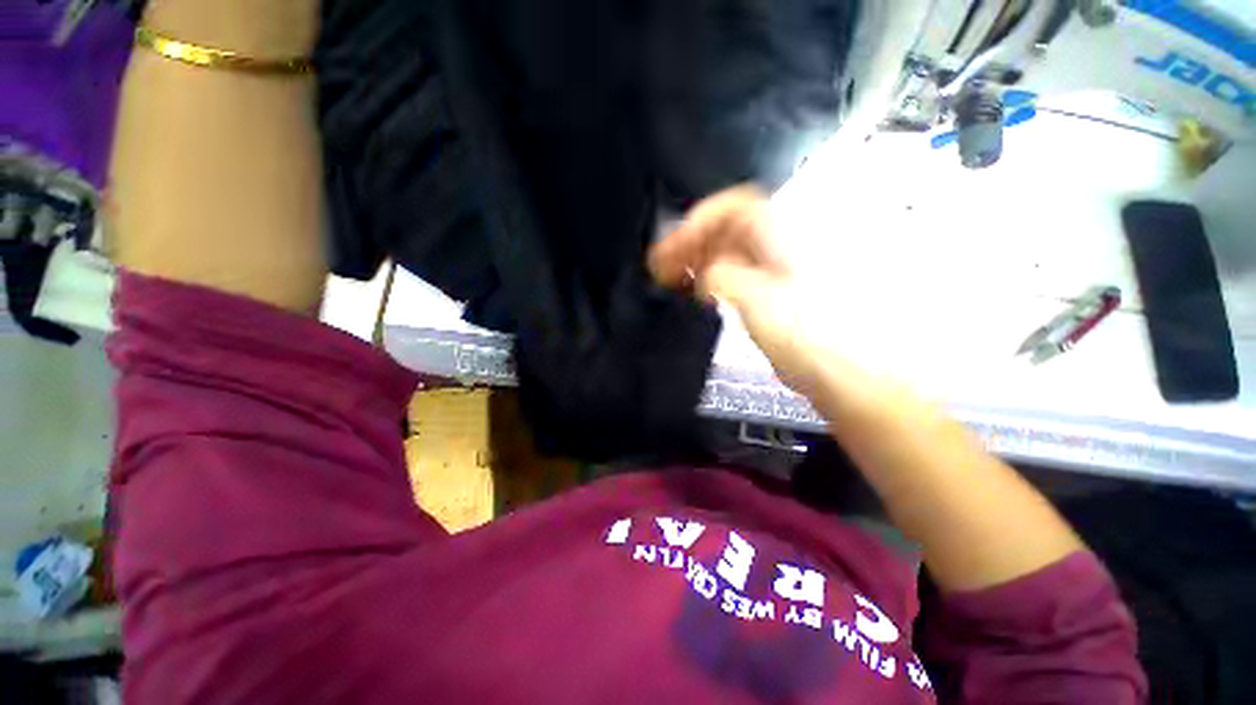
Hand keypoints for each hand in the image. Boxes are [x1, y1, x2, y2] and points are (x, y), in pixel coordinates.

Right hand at [648, 186, 824, 394]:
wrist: (844, 373)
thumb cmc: (809, 335)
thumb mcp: (757, 300)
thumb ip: (722, 277)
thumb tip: (706, 275)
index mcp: (782, 235)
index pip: (733, 207)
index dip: (697, 222)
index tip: (671, 248)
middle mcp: (780, 246)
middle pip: (727, 229)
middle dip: (691, 242)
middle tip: (662, 266)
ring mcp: (776, 271)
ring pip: (728, 252)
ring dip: (698, 260)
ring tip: (673, 279)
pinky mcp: (772, 294)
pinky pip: (735, 273)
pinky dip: (712, 278)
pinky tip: (698, 293)